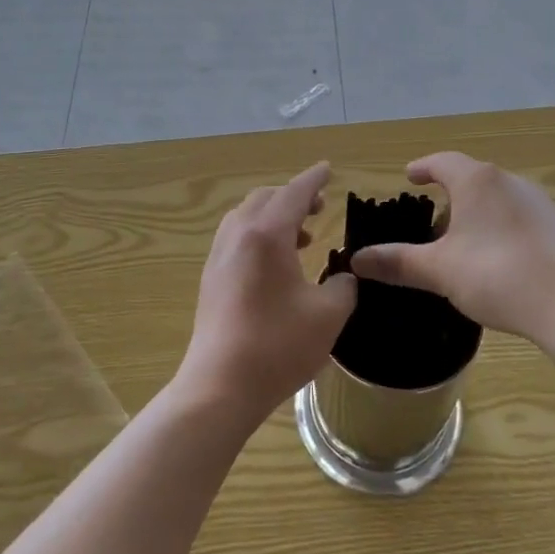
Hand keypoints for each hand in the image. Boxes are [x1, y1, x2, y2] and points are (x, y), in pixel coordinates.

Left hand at [175, 162, 356, 428]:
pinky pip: (236, 237)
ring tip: (302, 237)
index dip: (314, 179)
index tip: (328, 168)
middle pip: (266, 198)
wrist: (220, 385)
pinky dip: (258, 234)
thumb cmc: (278, 346)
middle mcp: (238, 235)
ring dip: (274, 216)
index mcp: (267, 235)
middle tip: (319, 208)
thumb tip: (344, 277)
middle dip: (293, 196)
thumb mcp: (328, 316)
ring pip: (246, 216)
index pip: (294, 193)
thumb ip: (344, 287)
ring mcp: (219, 256)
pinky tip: (276, 263)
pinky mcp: (211, 278)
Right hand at [349, 152, 554, 346]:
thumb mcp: (439, 271)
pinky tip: (496, 259)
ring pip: (496, 198)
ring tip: (461, 244)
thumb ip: (397, 262)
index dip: (423, 167)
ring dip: (475, 213)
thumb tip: (356, 260)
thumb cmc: (496, 276)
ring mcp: (539, 203)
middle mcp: (509, 181)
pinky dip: (498, 227)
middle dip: (448, 196)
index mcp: (477, 181)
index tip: (410, 176)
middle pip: (471, 179)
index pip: (443, 162)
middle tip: (430, 224)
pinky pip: (517, 216)